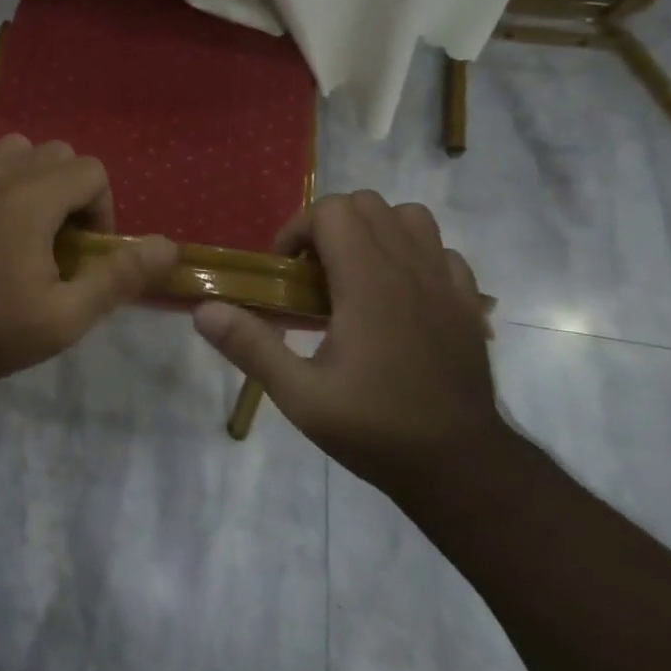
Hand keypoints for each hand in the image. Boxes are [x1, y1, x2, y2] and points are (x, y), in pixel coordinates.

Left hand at [0, 136, 177, 385]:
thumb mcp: (68, 317)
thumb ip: (119, 276)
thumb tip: (169, 246)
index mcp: (31, 201)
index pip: (90, 170)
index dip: (100, 207)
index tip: (84, 249)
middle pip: (57, 153)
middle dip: (71, 189)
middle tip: (59, 238)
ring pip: (16, 147)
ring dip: (32, 175)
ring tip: (26, 220)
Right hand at [193, 191, 503, 489]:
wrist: (462, 467)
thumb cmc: (376, 428)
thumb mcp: (300, 396)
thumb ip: (250, 346)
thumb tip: (203, 309)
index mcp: (367, 281)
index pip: (331, 211)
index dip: (298, 231)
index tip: (286, 273)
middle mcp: (408, 267)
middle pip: (366, 204)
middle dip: (329, 226)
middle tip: (313, 275)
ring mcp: (445, 281)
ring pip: (408, 217)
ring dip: (374, 231)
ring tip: (355, 274)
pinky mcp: (468, 301)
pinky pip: (439, 249)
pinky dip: (413, 255)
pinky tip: (398, 294)